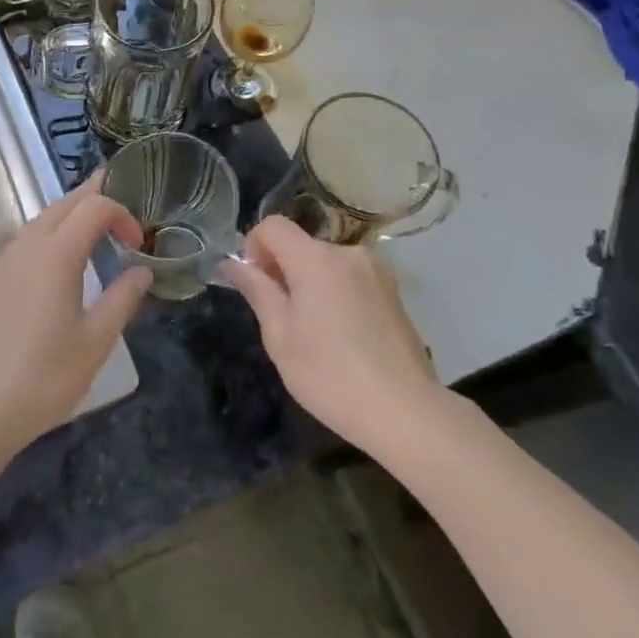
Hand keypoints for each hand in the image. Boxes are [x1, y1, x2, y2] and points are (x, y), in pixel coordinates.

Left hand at [0, 171, 152, 462]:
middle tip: (121, 197)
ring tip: (94, 226)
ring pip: (40, 220)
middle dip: (94, 196)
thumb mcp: (95, 342)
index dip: (121, 213)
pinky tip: (58, 260)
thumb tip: (142, 271)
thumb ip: (122, 299)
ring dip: (70, 214)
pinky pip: (25, 240)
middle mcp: (26, 246)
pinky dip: (49, 233)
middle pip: (63, 204)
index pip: (93, 207)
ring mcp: (3, 262)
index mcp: (55, 254)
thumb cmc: (44, 377)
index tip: (138, 242)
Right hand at [220, 216, 442, 455]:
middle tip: (281, 318)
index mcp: (315, 259)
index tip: (255, 284)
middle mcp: (348, 253)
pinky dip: (335, 293)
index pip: (273, 226)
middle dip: (283, 270)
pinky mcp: (393, 291)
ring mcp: (376, 271)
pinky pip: (350, 278)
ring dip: (310, 283)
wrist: (406, 412)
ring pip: (326, 263)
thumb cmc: (330, 375)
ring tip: (314, 332)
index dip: (254, 247)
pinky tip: (342, 336)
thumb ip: (257, 290)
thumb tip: (232, 263)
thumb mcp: (280, 336)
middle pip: (301, 245)